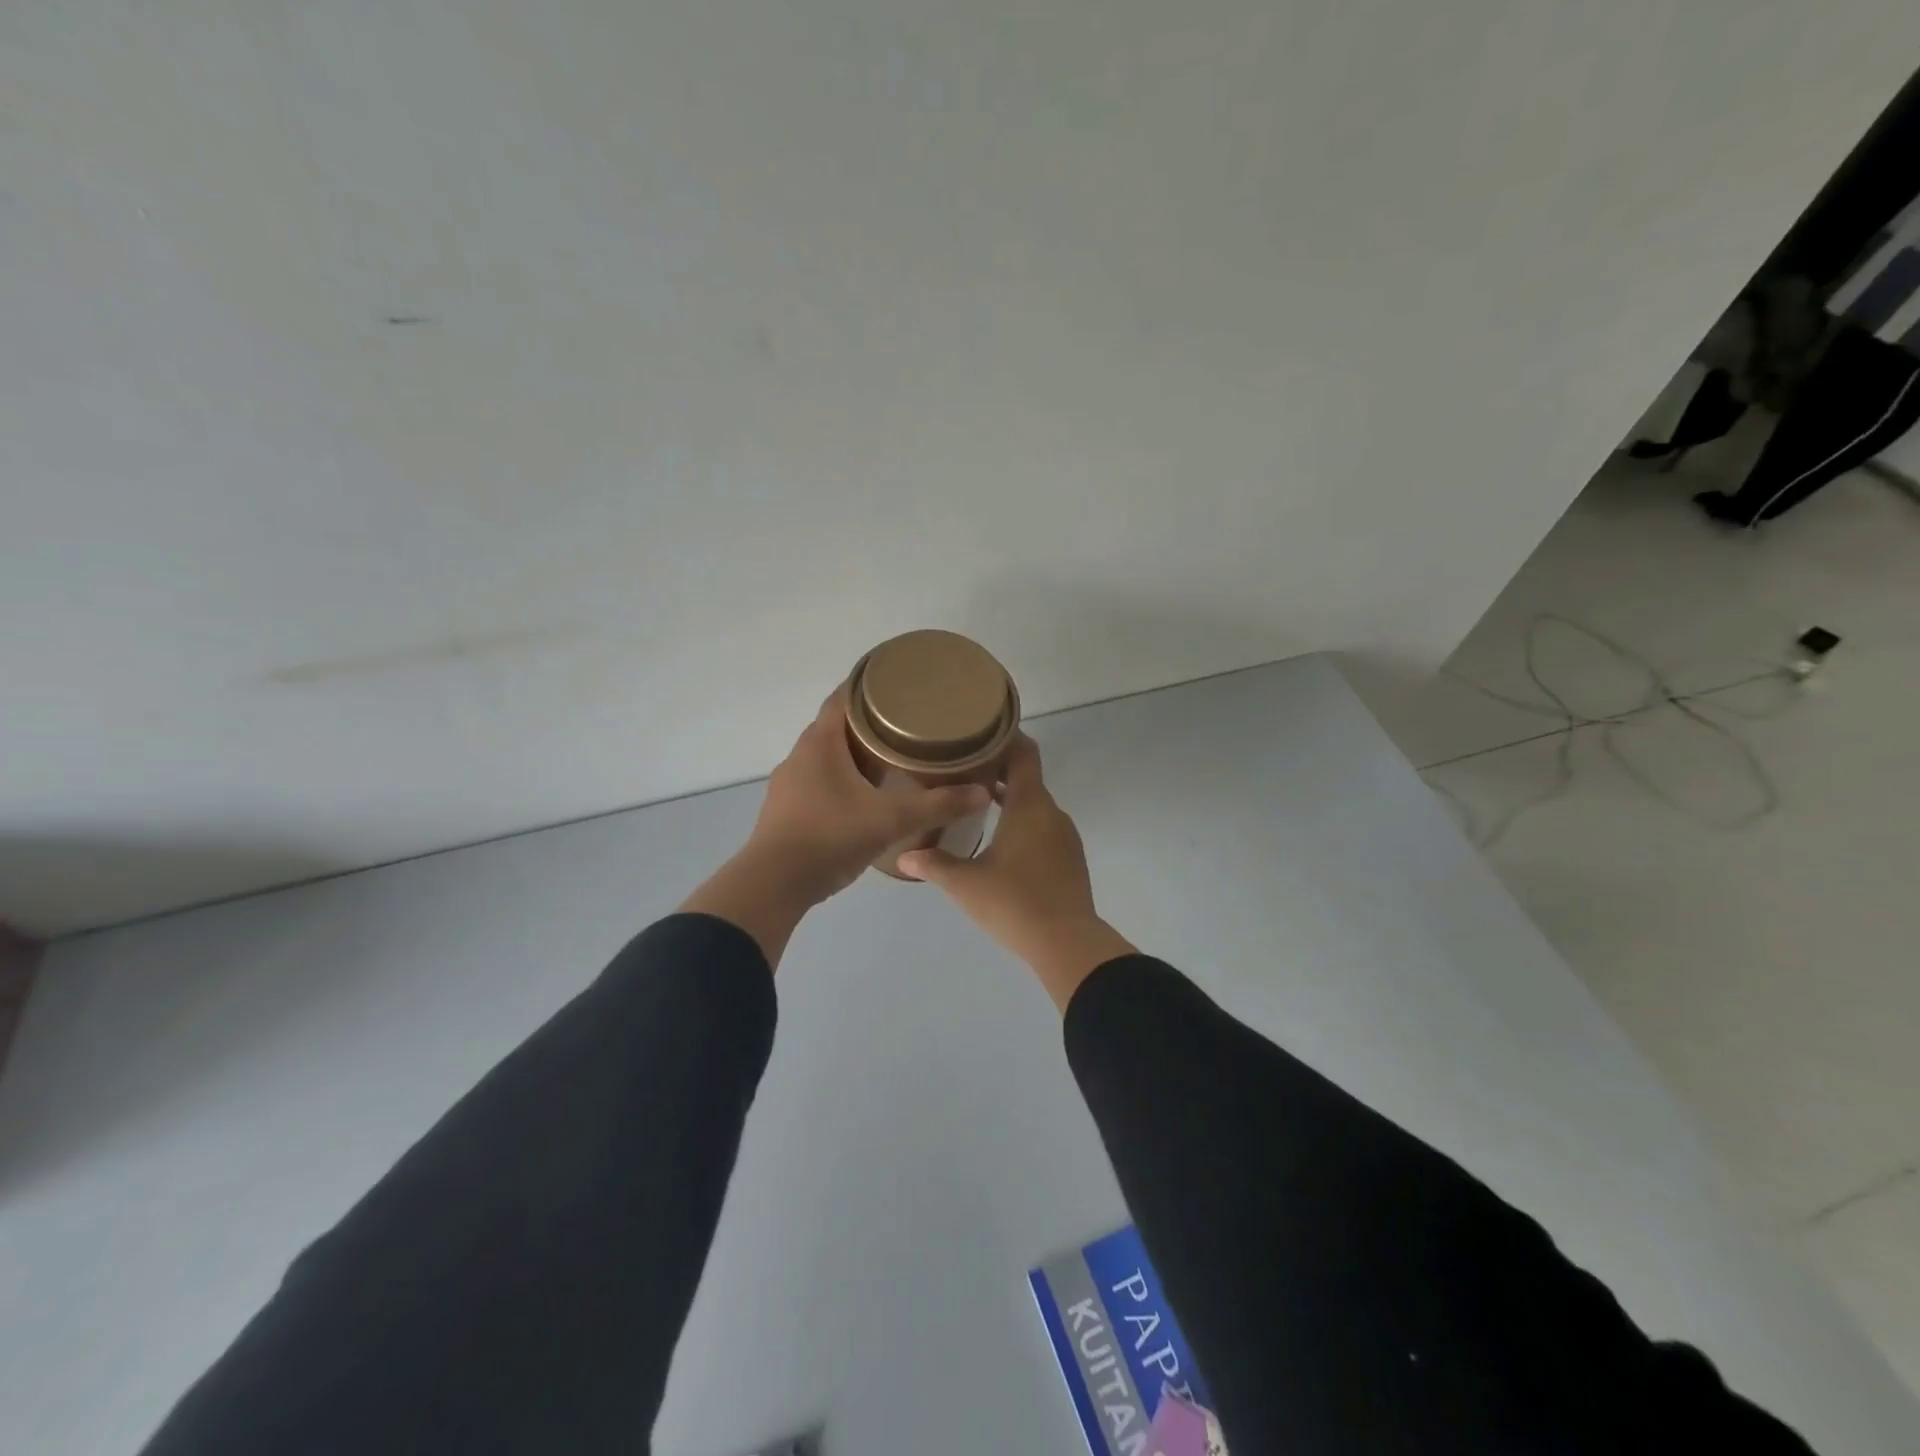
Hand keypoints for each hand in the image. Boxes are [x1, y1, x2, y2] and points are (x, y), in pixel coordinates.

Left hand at [680, 694, 990, 966]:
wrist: (774, 884)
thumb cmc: (830, 837)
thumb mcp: (891, 820)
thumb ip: (937, 805)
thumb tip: (982, 793)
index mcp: (820, 741)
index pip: (845, 696)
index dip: (871, 684)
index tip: (901, 682)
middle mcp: (801, 754)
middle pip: (838, 724)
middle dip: (872, 720)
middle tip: (910, 722)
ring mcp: (790, 782)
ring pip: (829, 754)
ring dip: (857, 751)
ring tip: (894, 756)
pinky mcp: (788, 808)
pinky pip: (821, 779)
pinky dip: (845, 777)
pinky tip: (868, 794)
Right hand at [898, 735, 1134, 1010]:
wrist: (1067, 943)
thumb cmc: (1014, 902)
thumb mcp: (965, 883)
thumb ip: (933, 864)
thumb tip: (904, 857)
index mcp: (1029, 805)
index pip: (1024, 753)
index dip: (1005, 737)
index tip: (978, 731)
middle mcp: (1051, 813)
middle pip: (1026, 778)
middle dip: (997, 771)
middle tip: (962, 769)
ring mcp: (1064, 837)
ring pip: (1034, 805)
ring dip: (1009, 800)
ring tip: (975, 804)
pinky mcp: (1069, 859)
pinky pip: (1043, 828)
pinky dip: (1022, 823)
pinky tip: (999, 842)